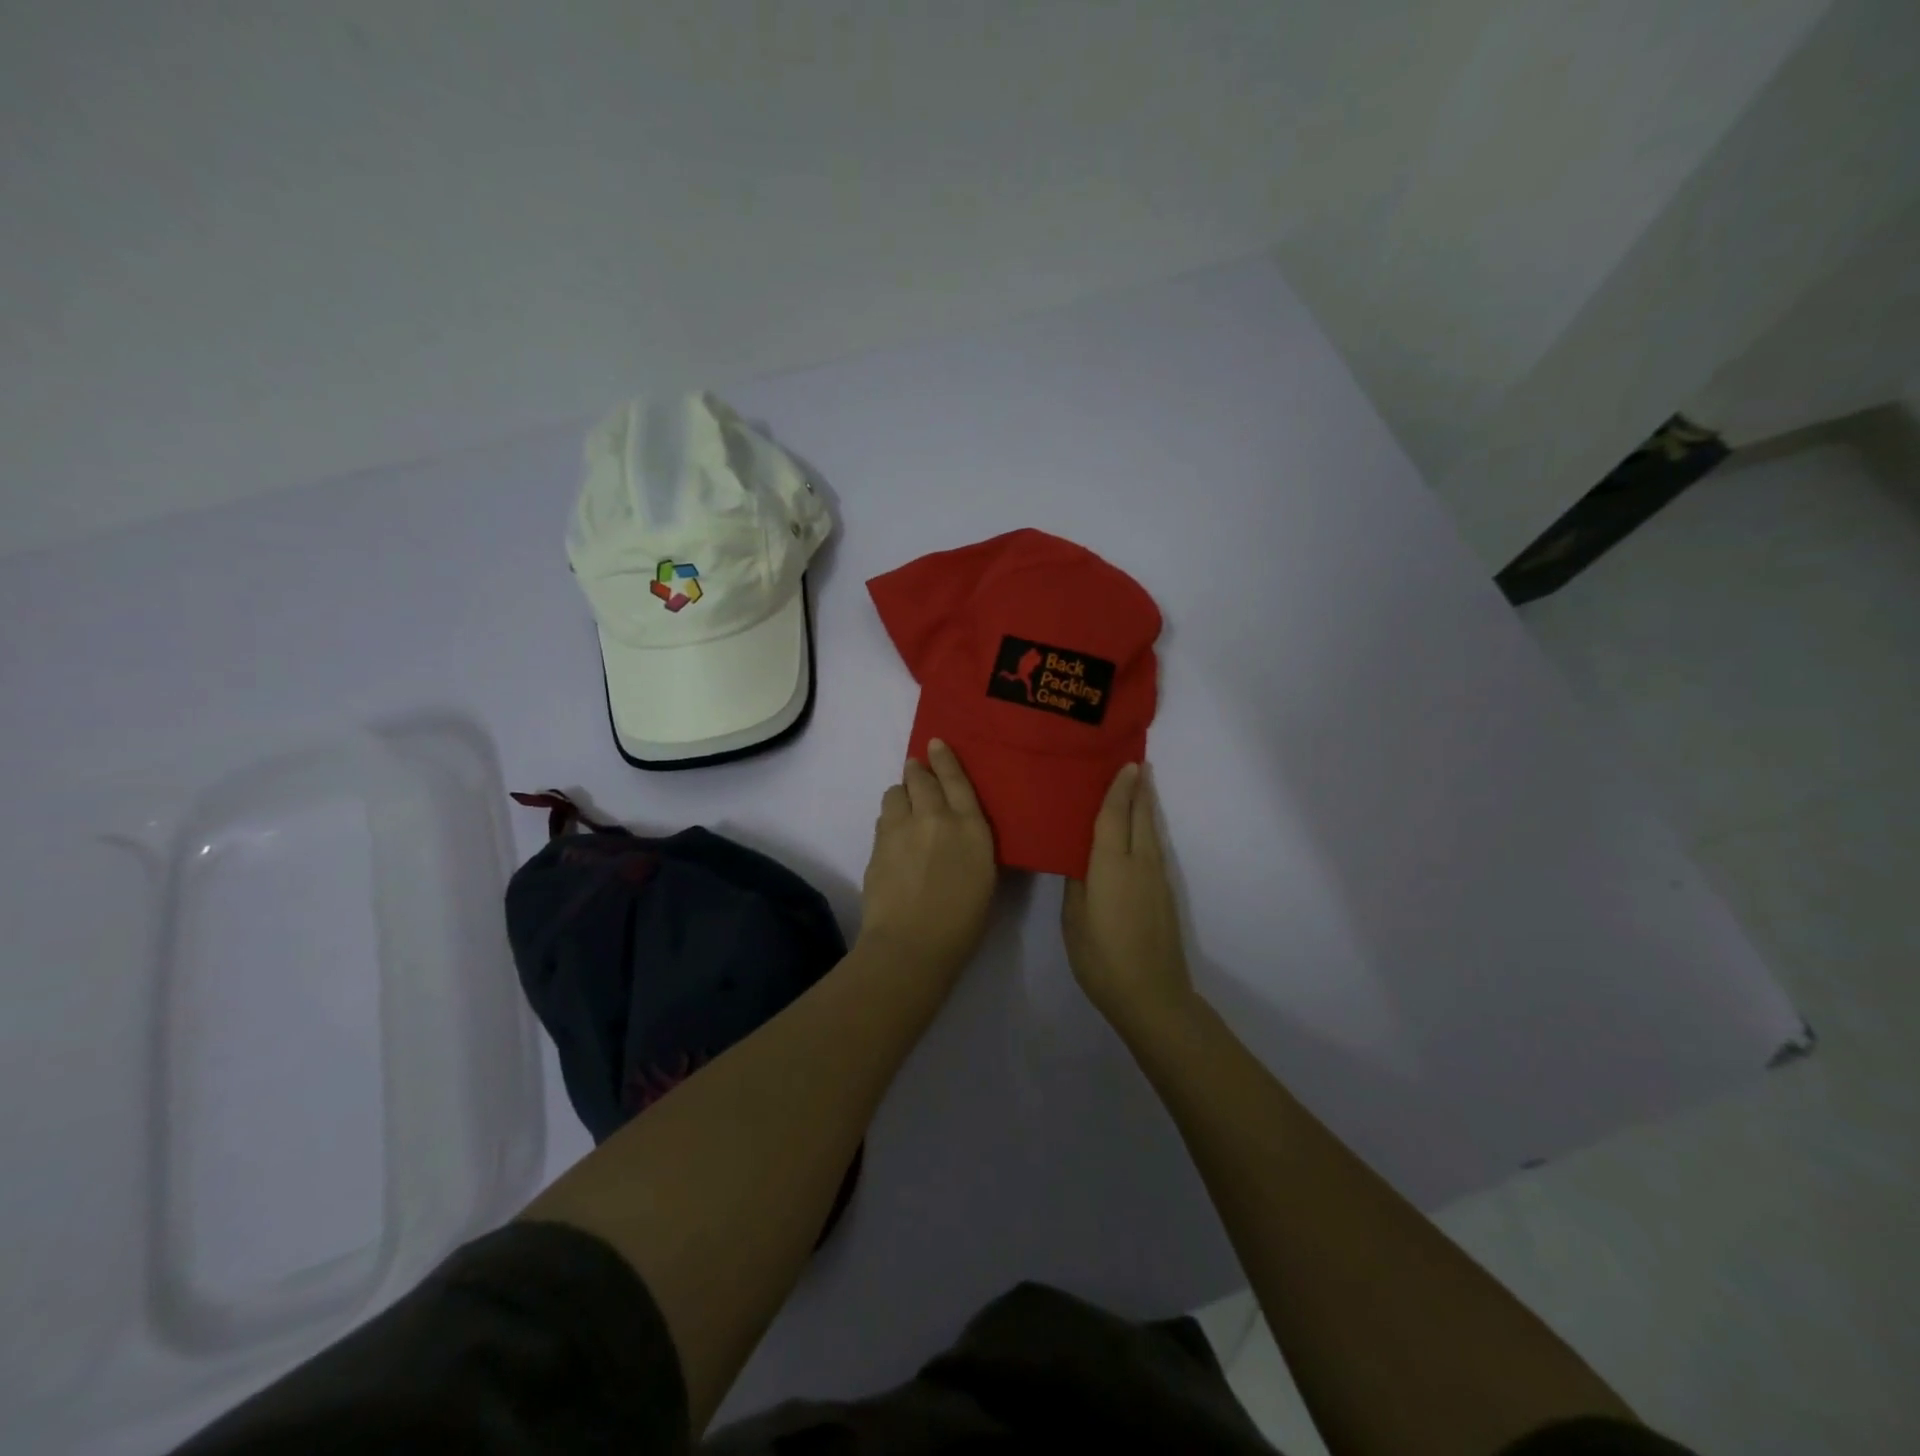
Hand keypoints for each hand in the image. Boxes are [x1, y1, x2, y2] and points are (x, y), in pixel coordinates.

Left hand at [858, 740, 997, 982]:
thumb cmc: (962, 922)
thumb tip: (958, 830)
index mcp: (970, 827)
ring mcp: (901, 829)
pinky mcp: (877, 845)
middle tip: (917, 772)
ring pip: (895, 793)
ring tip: (905, 809)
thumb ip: (970, 843)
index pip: (956, 779)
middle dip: (918, 771)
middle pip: (920, 778)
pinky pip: (883, 820)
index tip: (935, 742)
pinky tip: (894, 838)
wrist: (912, 944)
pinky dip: (889, 820)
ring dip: (901, 795)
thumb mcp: (984, 877)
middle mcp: (935, 818)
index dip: (945, 758)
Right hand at [1062, 763, 1193, 1035]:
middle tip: (1137, 763)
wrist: (1152, 995)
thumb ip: (1077, 882)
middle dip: (1139, 790)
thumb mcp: (1074, 919)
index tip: (1126, 763)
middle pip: (1140, 818)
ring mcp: (1156, 879)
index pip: (1114, 817)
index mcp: (1111, 866)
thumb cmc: (1102, 958)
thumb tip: (1079, 857)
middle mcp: (1139, 864)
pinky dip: (1148, 829)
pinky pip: (1154, 848)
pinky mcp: (1164, 894)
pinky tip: (1140, 830)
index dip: (1118, 790)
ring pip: (1151, 832)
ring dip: (1146, 807)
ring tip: (1141, 787)